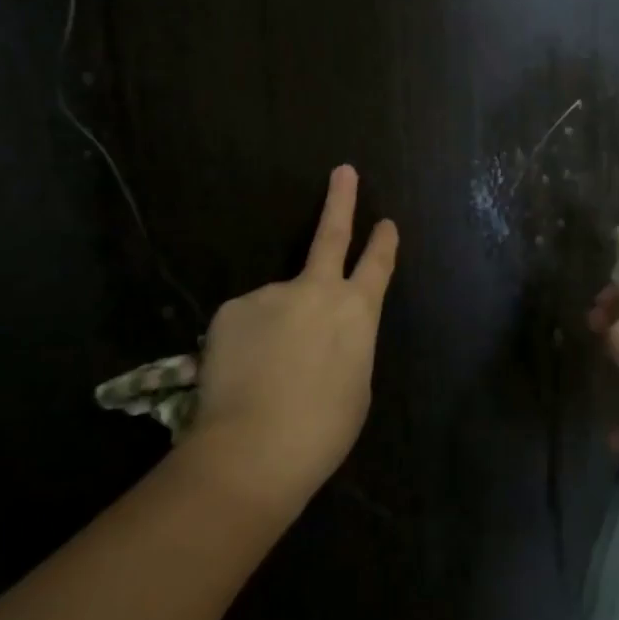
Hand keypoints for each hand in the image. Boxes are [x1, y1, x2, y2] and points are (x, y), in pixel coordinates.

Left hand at [184, 165, 396, 512]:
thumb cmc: (323, 428)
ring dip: (276, 328)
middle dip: (340, 200)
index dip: (383, 242)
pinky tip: (241, 373)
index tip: (386, 221)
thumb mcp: (355, 384)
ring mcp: (271, 294)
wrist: (254, 448)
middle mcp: (318, 291)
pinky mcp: (232, 308)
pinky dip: (246, 342)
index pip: (377, 266)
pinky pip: (246, 322)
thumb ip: (346, 345)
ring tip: (266, 376)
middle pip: (330, 235)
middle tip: (342, 171)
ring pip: (278, 303)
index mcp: (359, 312)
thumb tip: (325, 336)